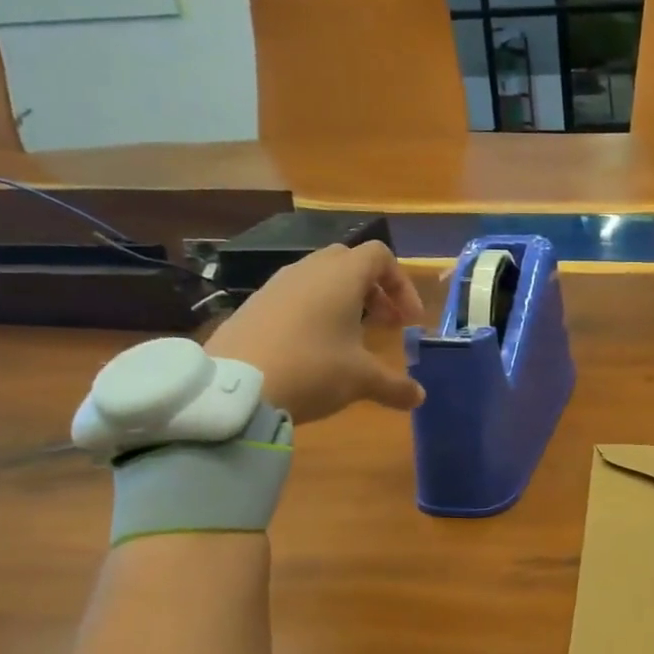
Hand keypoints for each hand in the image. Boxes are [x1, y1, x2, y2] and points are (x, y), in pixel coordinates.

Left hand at [202, 241, 425, 423]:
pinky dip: (313, 312)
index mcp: (342, 276)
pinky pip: (294, 296)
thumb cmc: (312, 369)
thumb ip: (395, 386)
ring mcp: (276, 285)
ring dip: (343, 301)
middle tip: (385, 324)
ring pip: (320, 278)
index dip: (402, 284)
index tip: (409, 321)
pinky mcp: (254, 304)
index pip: (380, 256)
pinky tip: (313, 348)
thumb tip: (419, 397)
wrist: (234, 388)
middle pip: (350, 262)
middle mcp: (309, 270)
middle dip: (374, 290)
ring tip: (350, 338)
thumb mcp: (361, 380)